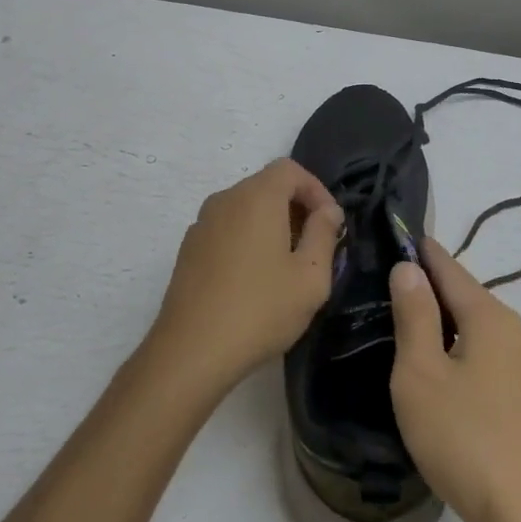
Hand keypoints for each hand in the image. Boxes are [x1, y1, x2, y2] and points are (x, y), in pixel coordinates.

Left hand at [150, 158, 342, 395]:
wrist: (191, 352)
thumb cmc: (260, 310)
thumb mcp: (311, 277)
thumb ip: (324, 234)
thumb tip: (328, 211)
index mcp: (256, 198)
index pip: (290, 169)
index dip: (316, 190)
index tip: (331, 225)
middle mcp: (225, 200)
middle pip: (267, 186)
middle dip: (296, 208)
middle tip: (315, 246)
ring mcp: (202, 224)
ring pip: (245, 208)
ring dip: (272, 224)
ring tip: (288, 265)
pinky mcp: (188, 249)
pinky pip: (227, 229)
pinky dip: (248, 239)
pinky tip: (255, 279)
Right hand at [388, 239, 520, 521]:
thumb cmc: (465, 438)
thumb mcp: (421, 374)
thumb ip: (414, 316)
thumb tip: (409, 268)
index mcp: (489, 317)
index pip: (450, 269)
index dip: (425, 253)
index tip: (404, 236)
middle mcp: (517, 332)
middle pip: (468, 298)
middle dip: (435, 289)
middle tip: (398, 285)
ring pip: (481, 331)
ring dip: (450, 324)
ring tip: (416, 327)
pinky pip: (492, 360)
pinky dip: (466, 353)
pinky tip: (449, 375)